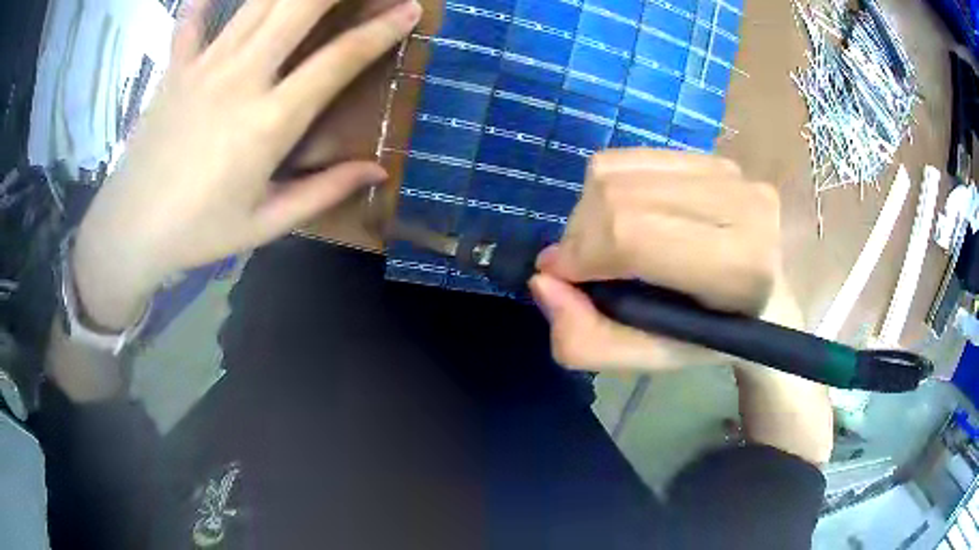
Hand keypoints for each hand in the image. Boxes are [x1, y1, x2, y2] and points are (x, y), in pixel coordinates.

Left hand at [73, 0, 421, 328]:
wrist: (129, 230)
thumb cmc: (198, 232)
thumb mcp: (265, 224)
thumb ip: (323, 191)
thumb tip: (378, 171)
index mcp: (269, 122)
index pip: (339, 60)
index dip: (381, 30)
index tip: (411, 9)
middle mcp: (241, 78)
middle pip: (298, 7)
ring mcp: (204, 67)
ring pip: (257, 3)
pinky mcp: (176, 68)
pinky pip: (192, 20)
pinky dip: (205, 2)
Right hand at [529, 149, 781, 371]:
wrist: (768, 297)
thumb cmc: (713, 335)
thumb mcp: (650, 359)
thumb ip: (589, 340)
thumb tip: (543, 280)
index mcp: (738, 267)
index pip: (632, 235)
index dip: (580, 253)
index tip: (561, 276)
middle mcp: (741, 205)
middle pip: (616, 195)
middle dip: (578, 234)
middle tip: (583, 266)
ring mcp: (728, 172)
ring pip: (617, 171)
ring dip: (590, 210)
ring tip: (605, 243)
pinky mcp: (712, 156)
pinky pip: (632, 157)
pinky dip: (609, 188)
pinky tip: (627, 216)